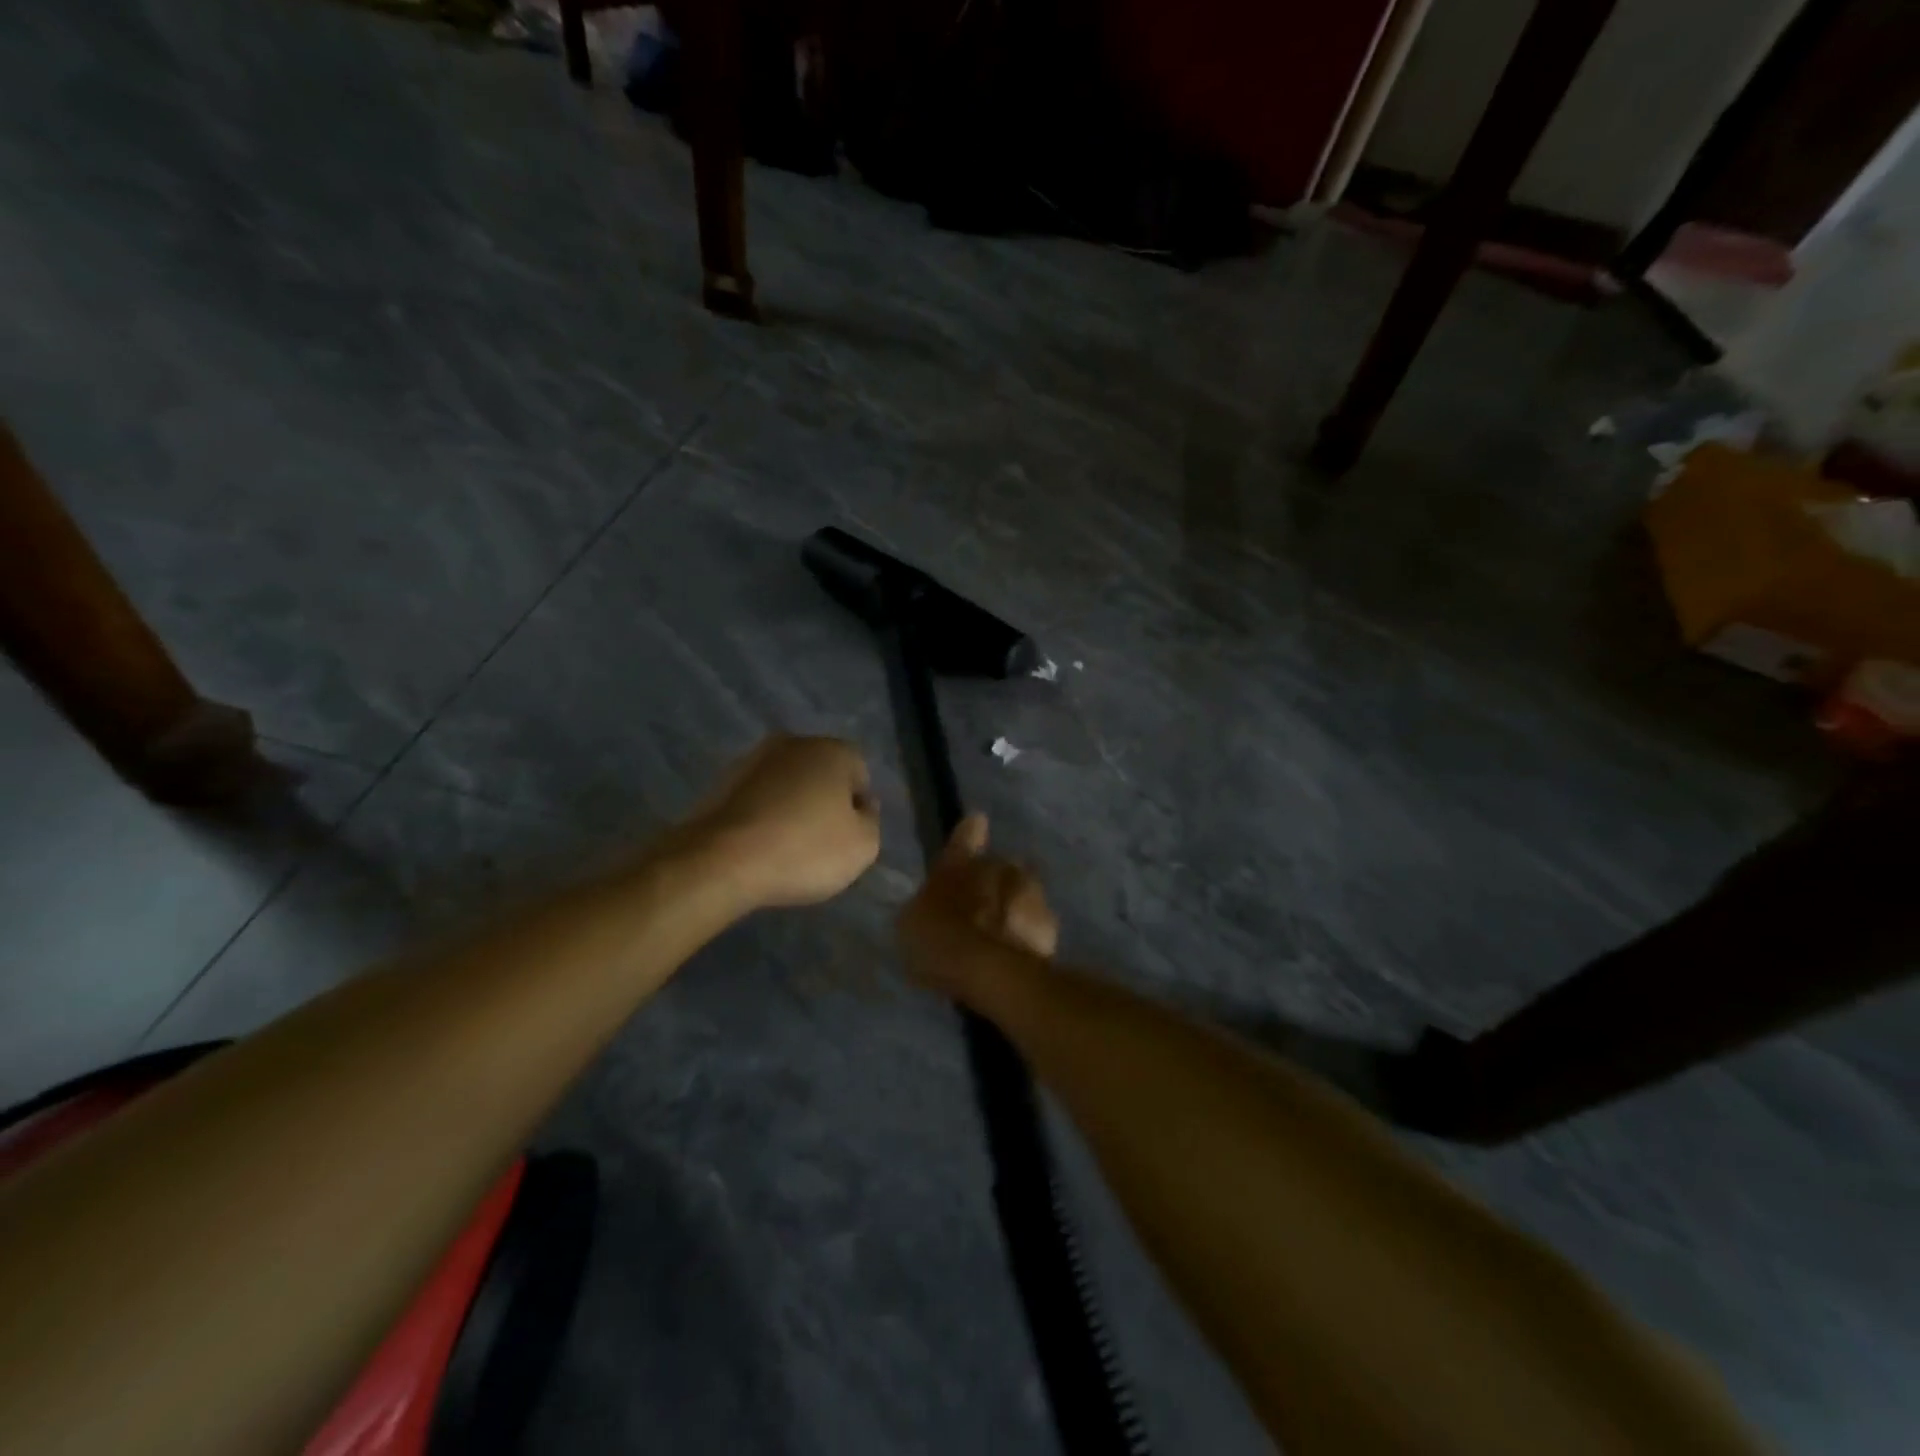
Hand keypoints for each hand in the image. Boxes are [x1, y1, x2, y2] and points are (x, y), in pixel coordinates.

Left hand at [685, 735, 880, 909]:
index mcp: (832, 750)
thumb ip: (871, 821)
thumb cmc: (804, 850)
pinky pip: (757, 799)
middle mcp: (793, 744)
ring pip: (786, 784)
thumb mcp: (863, 846)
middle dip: (824, 801)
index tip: (849, 838)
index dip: (859, 807)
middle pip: (821, 774)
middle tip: (821, 842)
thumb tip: (861, 806)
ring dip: (791, 807)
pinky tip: (760, 846)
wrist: (721, 861)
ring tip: (787, 848)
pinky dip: (762, 817)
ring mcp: (752, 760)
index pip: (860, 773)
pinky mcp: (721, 783)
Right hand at [899, 815, 1057, 995]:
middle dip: (993, 881)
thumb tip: (933, 898)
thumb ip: (925, 903)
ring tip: (1001, 935)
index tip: (977, 823)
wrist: (989, 972)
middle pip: (998, 867)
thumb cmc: (939, 942)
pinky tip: (1016, 953)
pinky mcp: (1049, 923)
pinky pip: (1035, 922)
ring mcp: (1029, 892)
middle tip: (981, 909)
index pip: (966, 837)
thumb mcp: (912, 922)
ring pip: (1021, 891)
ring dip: (1013, 906)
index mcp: (960, 863)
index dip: (970, 832)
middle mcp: (998, 867)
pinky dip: (1027, 932)